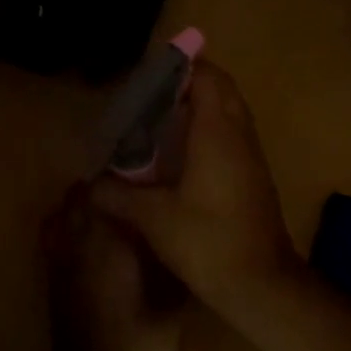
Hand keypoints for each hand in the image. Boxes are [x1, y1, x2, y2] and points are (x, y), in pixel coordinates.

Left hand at [39, 187, 184, 350]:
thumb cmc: (141, 342)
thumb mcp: (172, 299)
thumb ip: (172, 259)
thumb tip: (179, 230)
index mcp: (106, 238)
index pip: (103, 186)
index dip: (121, 178)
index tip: (144, 179)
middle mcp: (77, 241)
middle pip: (77, 195)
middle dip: (101, 190)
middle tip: (132, 198)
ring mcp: (58, 260)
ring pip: (60, 214)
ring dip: (81, 209)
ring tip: (111, 219)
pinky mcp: (51, 280)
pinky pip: (54, 238)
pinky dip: (68, 231)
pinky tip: (95, 247)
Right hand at [92, 61, 305, 316]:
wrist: (261, 284)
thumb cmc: (207, 241)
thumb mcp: (153, 217)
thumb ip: (116, 195)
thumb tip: (88, 185)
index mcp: (217, 131)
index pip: (206, 76)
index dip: (179, 67)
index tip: (148, 76)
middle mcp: (239, 134)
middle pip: (220, 88)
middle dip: (189, 83)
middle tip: (151, 96)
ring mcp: (252, 155)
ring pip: (230, 111)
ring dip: (201, 106)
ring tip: (161, 120)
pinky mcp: (255, 176)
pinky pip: (233, 135)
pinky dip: (210, 130)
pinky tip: (181, 155)